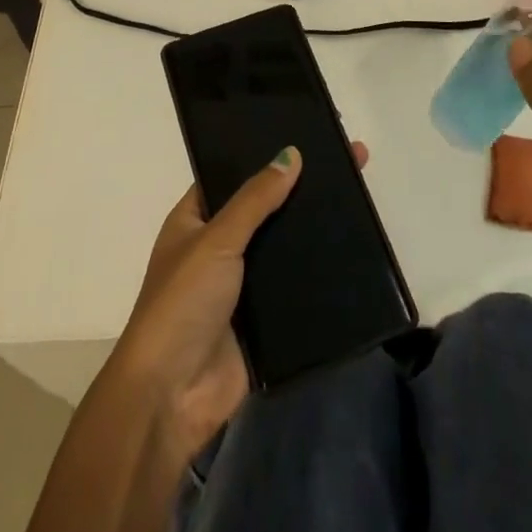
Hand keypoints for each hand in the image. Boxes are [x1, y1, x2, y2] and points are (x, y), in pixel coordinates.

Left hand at [111, 141, 368, 465]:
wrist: (171, 396)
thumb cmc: (182, 303)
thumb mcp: (216, 240)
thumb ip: (255, 199)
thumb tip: (291, 153)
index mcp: (196, 220)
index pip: (234, 175)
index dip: (265, 156)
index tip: (307, 135)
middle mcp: (219, 247)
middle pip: (266, 208)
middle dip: (300, 189)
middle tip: (348, 162)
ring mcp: (243, 284)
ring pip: (285, 245)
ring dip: (313, 229)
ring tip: (359, 198)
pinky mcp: (265, 320)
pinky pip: (296, 285)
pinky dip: (319, 270)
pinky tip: (355, 249)